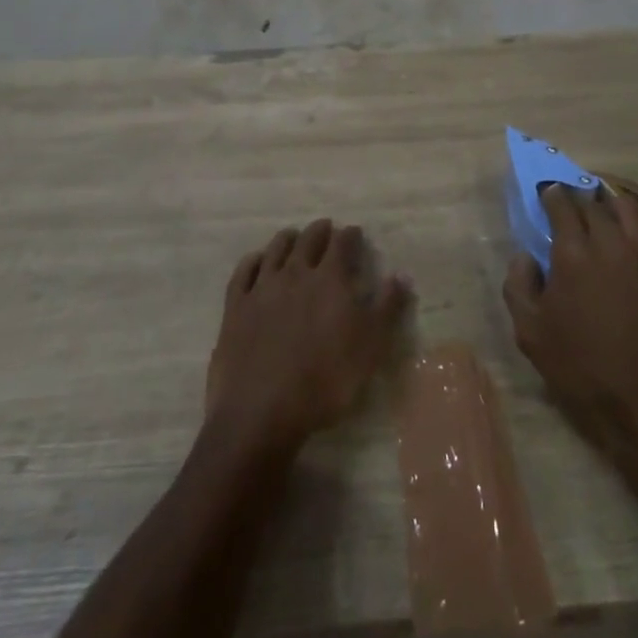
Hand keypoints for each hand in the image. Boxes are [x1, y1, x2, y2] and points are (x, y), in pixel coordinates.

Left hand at [206, 219, 409, 455]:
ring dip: (287, 239)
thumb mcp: (371, 347)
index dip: (350, 236)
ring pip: (276, 249)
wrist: (263, 409)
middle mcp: (296, 272)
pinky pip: (244, 272)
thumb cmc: (326, 379)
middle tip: (326, 228)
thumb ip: (387, 307)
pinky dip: (253, 260)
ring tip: (293, 236)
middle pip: (309, 240)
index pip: (342, 244)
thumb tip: (401, 274)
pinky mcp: (236, 306)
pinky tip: (257, 259)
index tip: (355, 233)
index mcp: (330, 279)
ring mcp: (263, 287)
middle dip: (320, 231)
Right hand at [503, 183, 637, 459]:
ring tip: (598, 196)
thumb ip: (519, 286)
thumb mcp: (531, 334)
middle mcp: (610, 242)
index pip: (561, 204)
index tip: (544, 192)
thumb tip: (525, 255)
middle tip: (567, 199)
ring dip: (609, 194)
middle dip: (576, 194)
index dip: (551, 194)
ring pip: (626, 204)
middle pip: (592, 201)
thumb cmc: (583, 370)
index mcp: (573, 254)